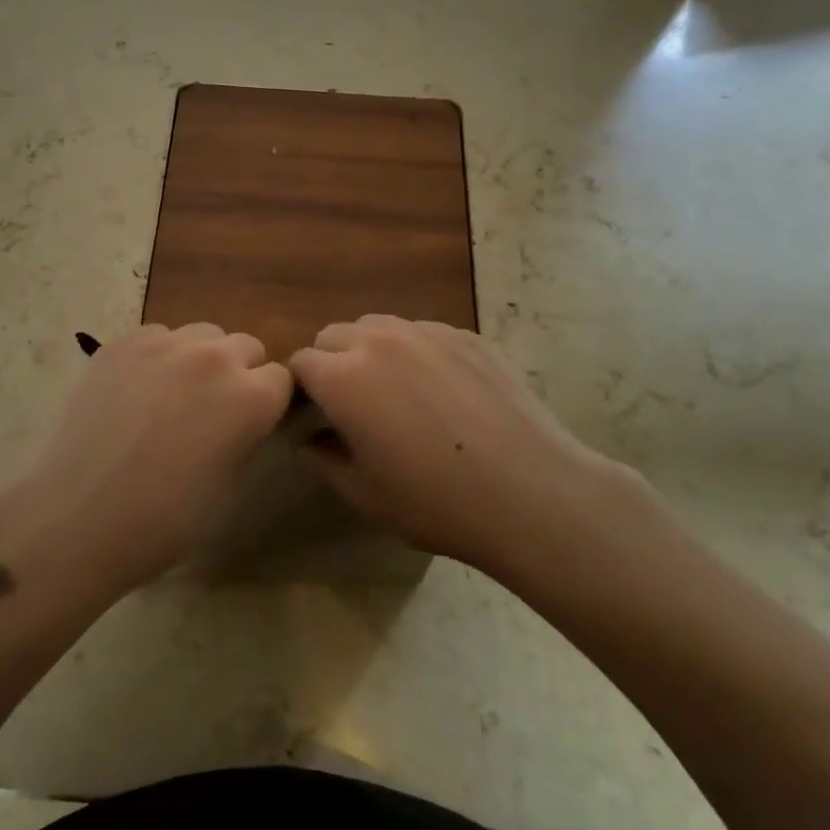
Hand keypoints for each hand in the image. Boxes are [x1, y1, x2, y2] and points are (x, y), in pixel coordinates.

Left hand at [0, 324, 292, 594]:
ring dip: (200, 358)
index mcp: (250, 396)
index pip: (281, 378)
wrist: (79, 518)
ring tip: (172, 395)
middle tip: (211, 409)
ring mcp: (164, 344)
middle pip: (246, 346)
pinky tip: (136, 390)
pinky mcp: (123, 342)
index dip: (268, 402)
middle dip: (239, 373)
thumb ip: (247, 434)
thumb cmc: (164, 519)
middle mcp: (214, 357)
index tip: (251, 423)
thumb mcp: (229, 483)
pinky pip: (157, 335)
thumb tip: (246, 418)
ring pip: (202, 334)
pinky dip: (158, 356)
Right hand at [289, 315, 635, 577]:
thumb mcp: (364, 494)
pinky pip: (421, 333)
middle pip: (334, 335)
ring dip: (369, 351)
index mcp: (344, 377)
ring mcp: (426, 332)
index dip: (299, 389)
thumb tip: (307, 439)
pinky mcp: (465, 335)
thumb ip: (322, 459)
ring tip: (394, 392)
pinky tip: (440, 391)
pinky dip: (413, 352)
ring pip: (378, 326)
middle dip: (329, 363)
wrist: (531, 493)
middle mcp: (379, 340)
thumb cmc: (436, 502)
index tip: (311, 416)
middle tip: (350, 406)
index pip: (300, 363)